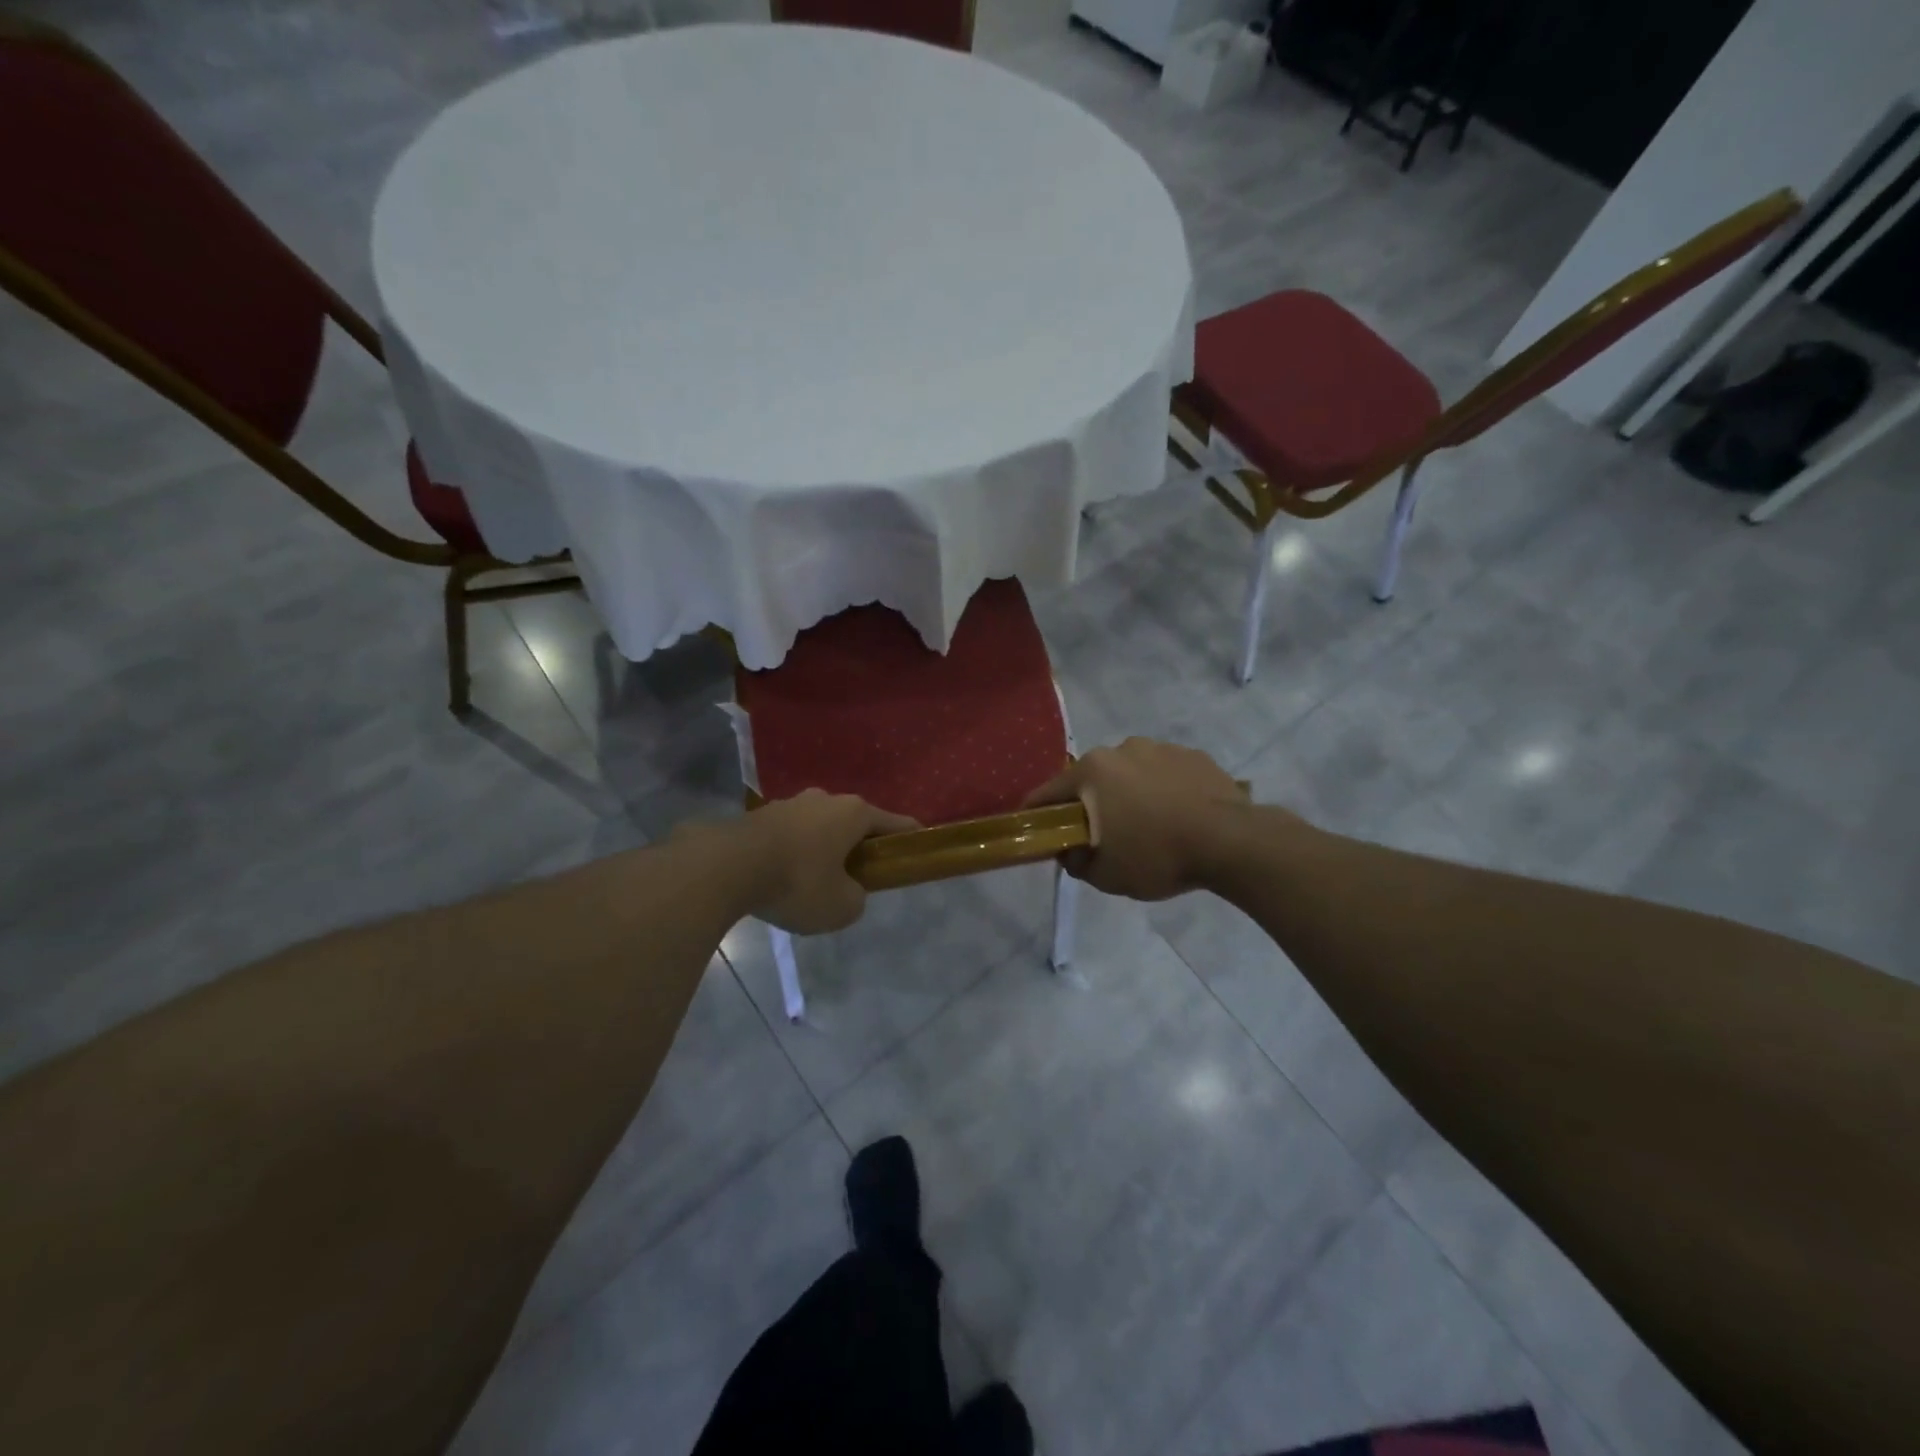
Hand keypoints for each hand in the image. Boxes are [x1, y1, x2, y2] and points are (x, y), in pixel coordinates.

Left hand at [716, 791, 918, 934]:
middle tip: (858, 875)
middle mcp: (825, 799)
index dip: (909, 837)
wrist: (727, 867)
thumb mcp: (841, 907)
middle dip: (858, 845)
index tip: (918, 846)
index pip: (894, 823)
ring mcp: (790, 803)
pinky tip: (783, 876)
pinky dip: (794, 852)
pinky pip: (789, 834)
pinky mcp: (760, 815)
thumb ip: (856, 898)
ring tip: (814, 880)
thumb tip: (848, 890)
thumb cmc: (798, 882)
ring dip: (822, 848)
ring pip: (818, 826)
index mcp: (854, 812)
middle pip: (853, 822)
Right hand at [1022, 738, 1256, 899]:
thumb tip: (1069, 851)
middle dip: (1091, 803)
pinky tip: (1179, 817)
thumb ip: (1076, 862)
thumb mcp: (1106, 875)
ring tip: (1149, 826)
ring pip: (1130, 773)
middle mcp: (1122, 749)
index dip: (1038, 814)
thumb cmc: (1158, 856)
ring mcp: (1161, 748)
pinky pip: (1165, 774)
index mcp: (1092, 771)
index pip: (1048, 792)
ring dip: (1129, 794)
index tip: (1038, 831)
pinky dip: (1163, 791)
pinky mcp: (1194, 755)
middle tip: (1103, 835)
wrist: (1232, 842)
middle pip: (1092, 779)